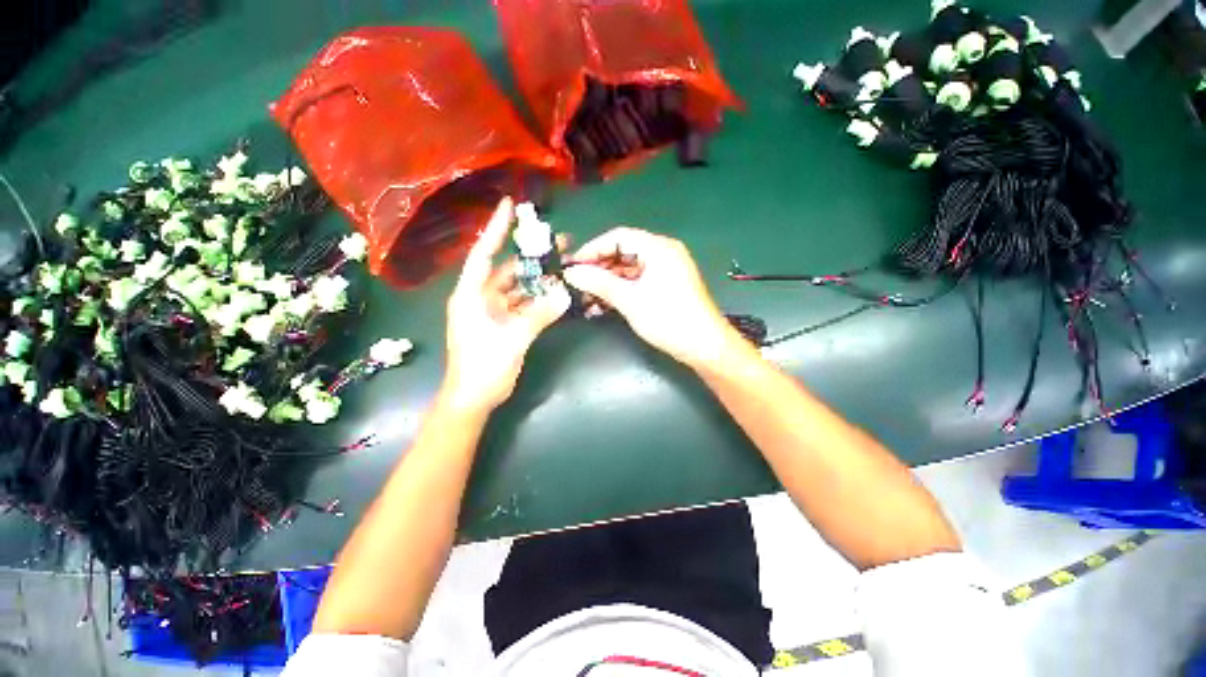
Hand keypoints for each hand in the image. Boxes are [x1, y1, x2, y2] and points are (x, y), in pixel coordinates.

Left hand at [443, 197, 569, 411]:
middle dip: (529, 256)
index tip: (509, 206)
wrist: (473, 399)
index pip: (483, 255)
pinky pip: (522, 304)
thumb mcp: (512, 340)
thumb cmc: (483, 369)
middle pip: (505, 269)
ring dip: (536, 278)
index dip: (496, 229)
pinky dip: (537, 299)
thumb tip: (564, 294)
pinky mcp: (502, 324)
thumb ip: (538, 315)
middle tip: (556, 243)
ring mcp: (492, 312)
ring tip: (561, 266)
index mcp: (471, 296)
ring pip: (516, 287)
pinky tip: (555, 292)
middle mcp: (479, 298)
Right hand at [562, 227, 732, 368]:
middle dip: (598, 270)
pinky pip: (636, 283)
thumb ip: (599, 283)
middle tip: (577, 284)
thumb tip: (571, 273)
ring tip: (585, 299)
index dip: (592, 249)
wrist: (703, 347)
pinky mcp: (664, 288)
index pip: (618, 237)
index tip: (572, 265)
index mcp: (658, 248)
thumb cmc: (668, 319)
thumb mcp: (630, 299)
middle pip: (622, 253)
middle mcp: (662, 254)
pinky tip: (601, 307)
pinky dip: (619, 293)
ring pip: (627, 271)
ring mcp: (664, 272)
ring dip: (606, 284)